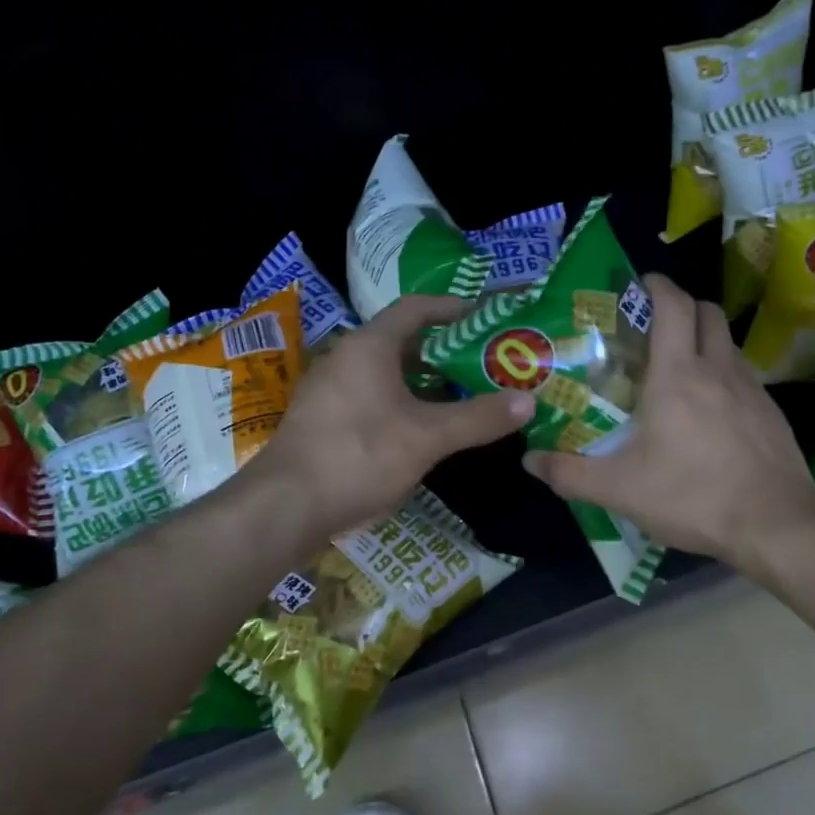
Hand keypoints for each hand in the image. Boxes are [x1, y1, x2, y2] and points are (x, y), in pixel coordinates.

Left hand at [246, 296, 534, 542]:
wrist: (285, 506)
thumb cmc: (359, 455)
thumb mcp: (427, 437)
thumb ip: (479, 417)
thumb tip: (529, 400)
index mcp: (369, 346)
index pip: (416, 308)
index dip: (453, 308)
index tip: (487, 317)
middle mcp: (347, 358)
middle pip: (404, 341)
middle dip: (446, 350)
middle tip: (485, 361)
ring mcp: (331, 390)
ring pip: (388, 373)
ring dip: (426, 380)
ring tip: (465, 394)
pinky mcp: (325, 420)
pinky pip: (373, 396)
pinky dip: (404, 402)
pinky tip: (427, 428)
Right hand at [522, 274, 814, 567]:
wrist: (777, 526)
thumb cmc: (693, 496)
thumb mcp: (620, 490)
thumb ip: (570, 474)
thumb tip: (529, 460)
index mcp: (677, 374)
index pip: (673, 305)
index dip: (656, 285)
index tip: (638, 284)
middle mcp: (718, 369)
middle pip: (707, 312)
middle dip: (682, 306)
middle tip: (654, 328)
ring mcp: (752, 389)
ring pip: (728, 342)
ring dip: (704, 340)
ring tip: (679, 369)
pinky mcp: (772, 413)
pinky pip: (745, 375)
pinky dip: (724, 374)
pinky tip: (710, 411)